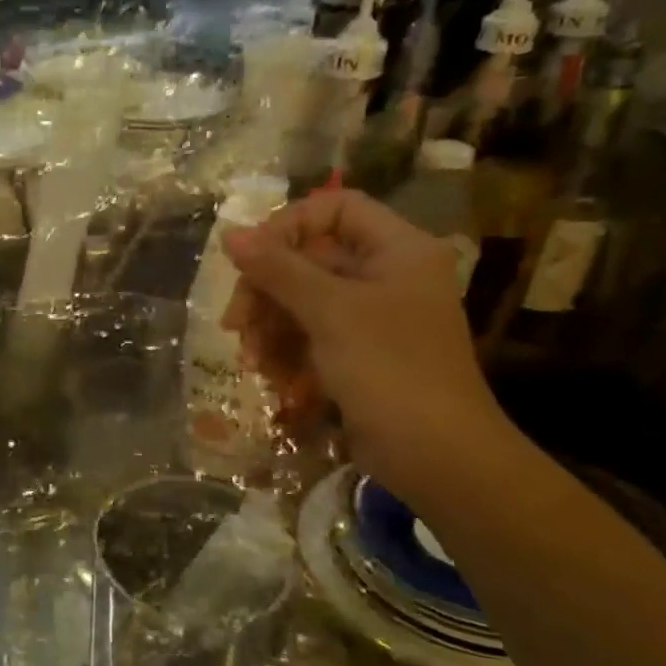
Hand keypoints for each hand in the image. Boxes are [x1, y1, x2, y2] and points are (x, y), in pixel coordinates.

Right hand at [220, 189, 504, 504]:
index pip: (335, 208)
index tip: (250, 259)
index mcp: (397, 250)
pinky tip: (271, 378)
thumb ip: (278, 269)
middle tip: (236, 323)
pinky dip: (285, 352)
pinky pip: (309, 335)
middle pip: (308, 259)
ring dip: (269, 327)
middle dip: (266, 291)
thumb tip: (230, 234)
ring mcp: (371, 317)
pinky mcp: (356, 353)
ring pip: (301, 301)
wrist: (435, 456)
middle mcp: (385, 275)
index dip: (288, 226)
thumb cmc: (389, 369)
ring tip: (252, 361)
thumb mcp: (330, 312)